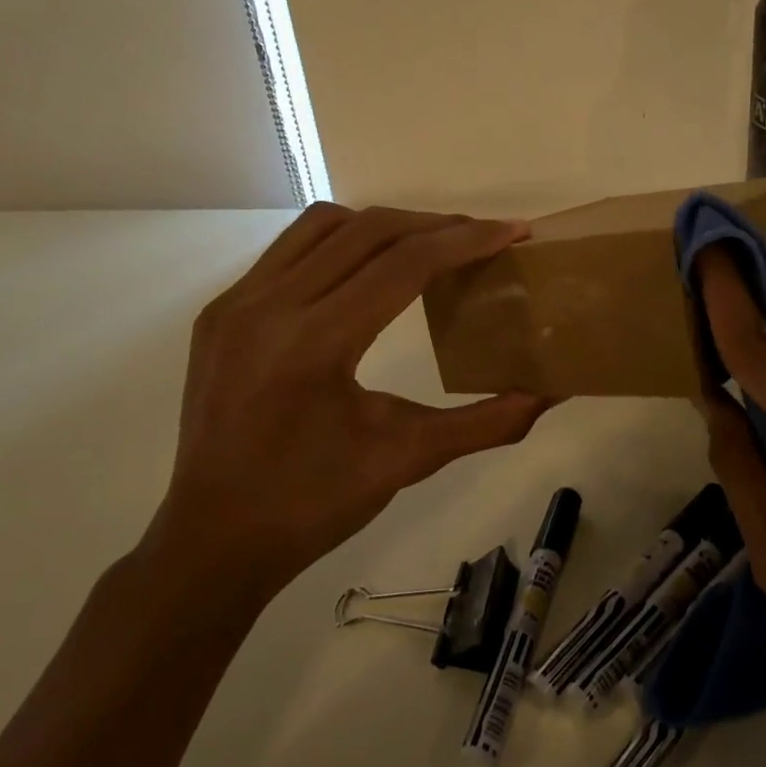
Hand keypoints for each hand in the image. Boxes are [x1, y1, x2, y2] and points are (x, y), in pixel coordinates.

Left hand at [141, 204, 553, 603]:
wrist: (214, 542)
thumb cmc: (315, 504)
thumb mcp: (410, 459)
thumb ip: (489, 421)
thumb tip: (551, 392)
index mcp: (314, 344)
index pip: (404, 264)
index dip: (467, 240)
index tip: (513, 230)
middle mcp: (268, 307)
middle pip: (368, 230)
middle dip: (435, 225)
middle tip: (482, 237)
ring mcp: (236, 303)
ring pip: (324, 225)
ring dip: (385, 225)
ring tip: (429, 245)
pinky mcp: (222, 311)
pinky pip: (291, 249)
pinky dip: (341, 241)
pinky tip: (367, 269)